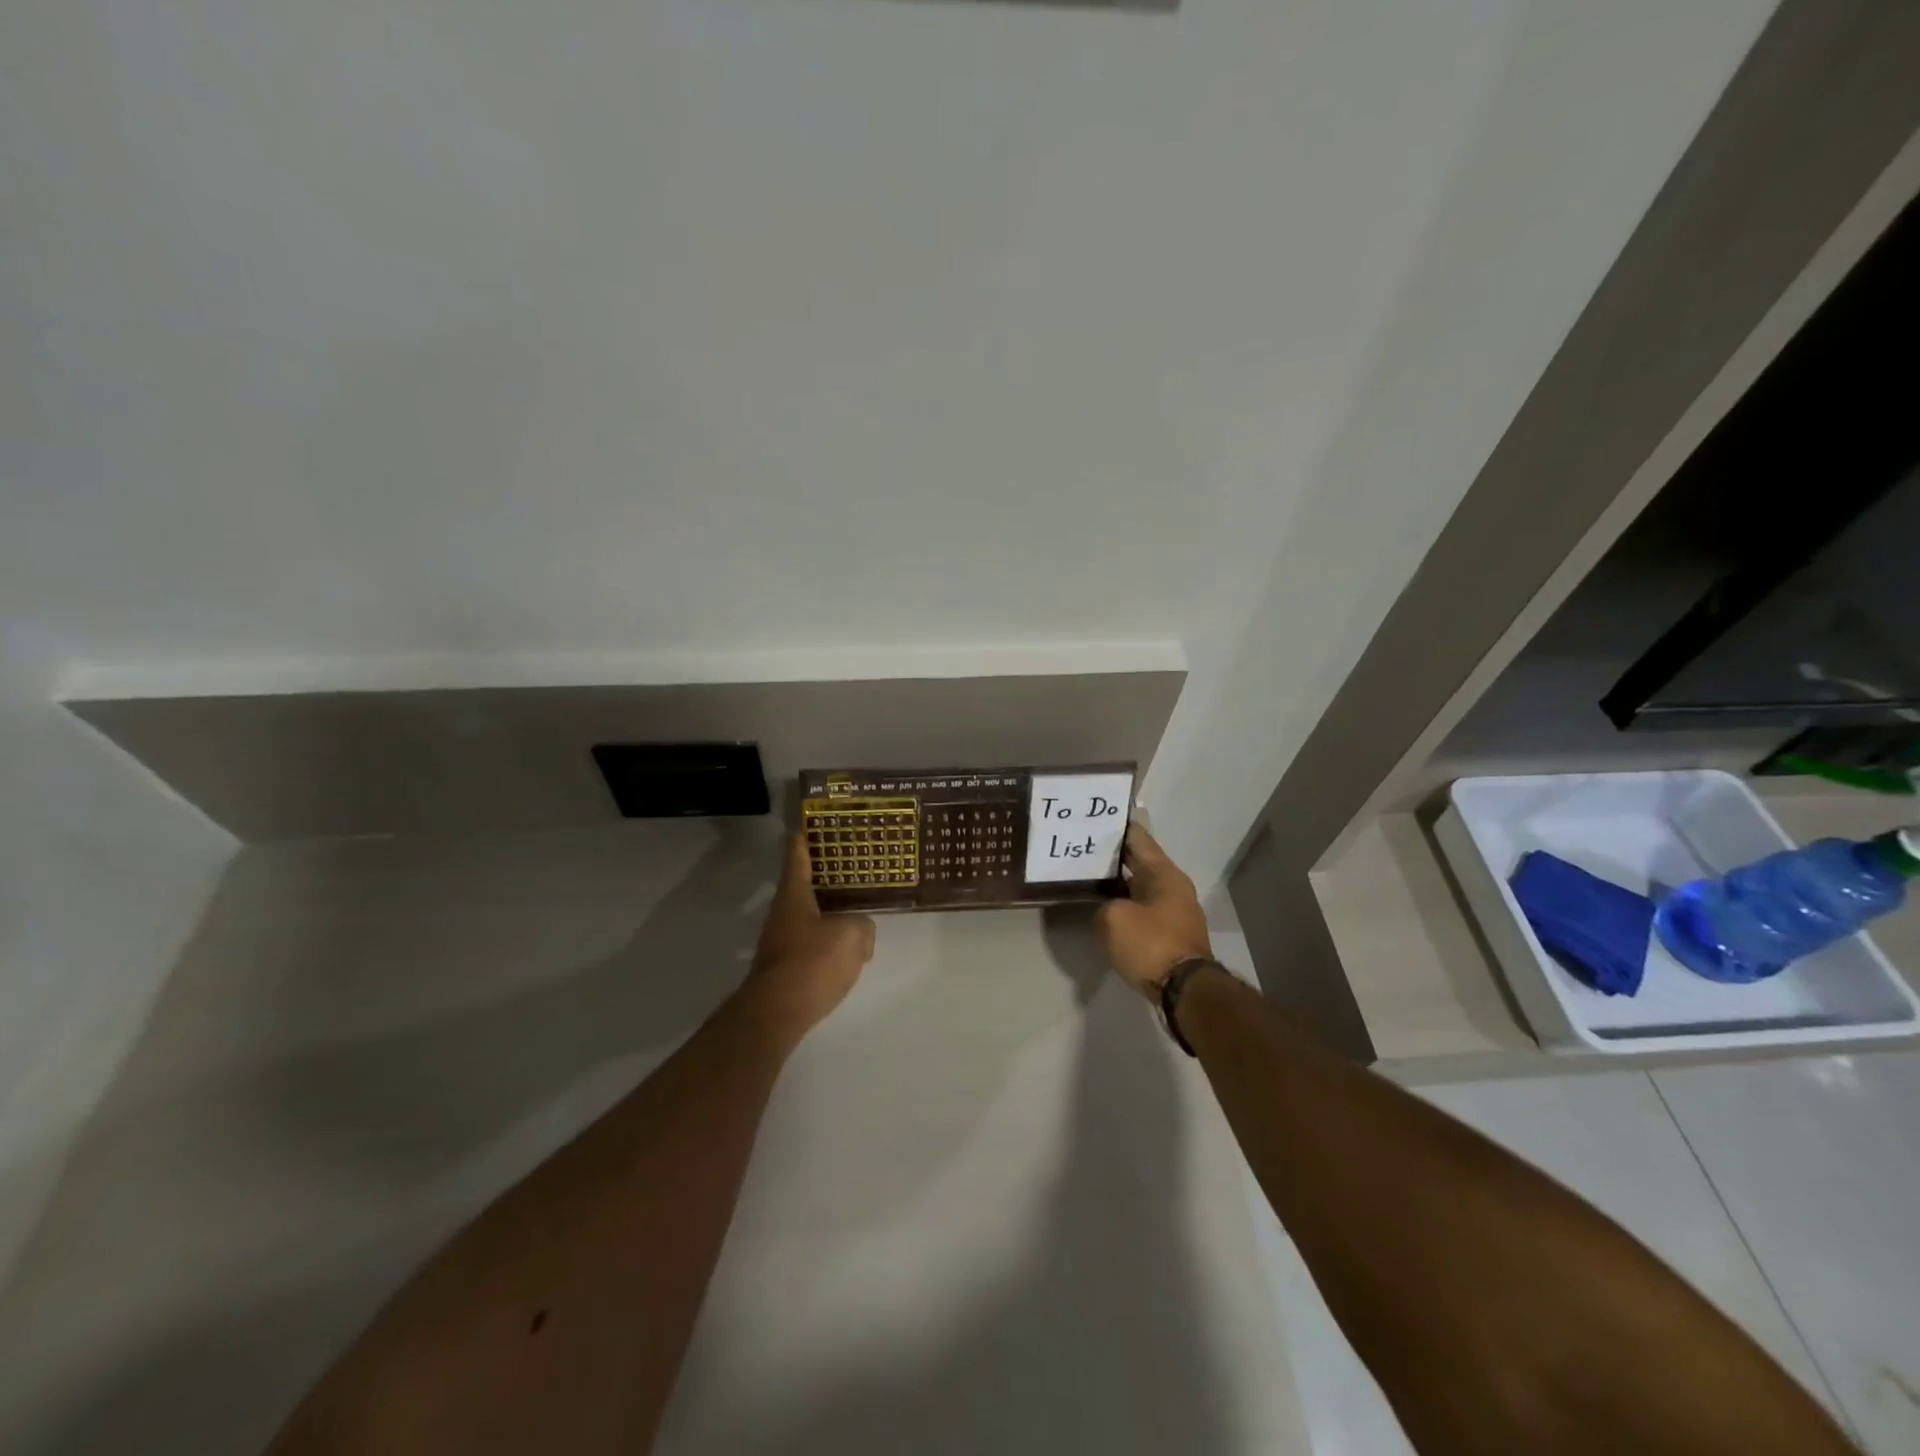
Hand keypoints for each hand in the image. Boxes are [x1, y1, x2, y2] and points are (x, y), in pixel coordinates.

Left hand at [740, 835, 876, 1039]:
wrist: (777, 1013)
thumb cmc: (811, 963)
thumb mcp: (851, 937)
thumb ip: (862, 926)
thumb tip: (861, 931)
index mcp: (793, 896)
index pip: (797, 860)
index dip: (801, 842)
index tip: (802, 828)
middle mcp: (782, 915)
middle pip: (801, 889)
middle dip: (820, 878)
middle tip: (844, 867)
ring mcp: (779, 943)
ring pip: (806, 918)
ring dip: (825, 913)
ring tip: (852, 911)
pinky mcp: (784, 968)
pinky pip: (809, 945)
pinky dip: (825, 942)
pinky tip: (844, 952)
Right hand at [1096, 825, 1213, 998]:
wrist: (1184, 992)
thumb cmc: (1151, 944)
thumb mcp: (1113, 919)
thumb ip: (1103, 905)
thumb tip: (1108, 909)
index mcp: (1164, 874)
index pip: (1138, 838)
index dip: (1117, 827)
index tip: (1095, 818)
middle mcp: (1173, 887)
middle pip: (1139, 862)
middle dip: (1114, 856)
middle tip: (1083, 847)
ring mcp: (1174, 912)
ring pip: (1140, 887)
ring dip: (1118, 882)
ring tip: (1088, 876)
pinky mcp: (1170, 934)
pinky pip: (1143, 909)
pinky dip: (1125, 904)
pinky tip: (1104, 907)